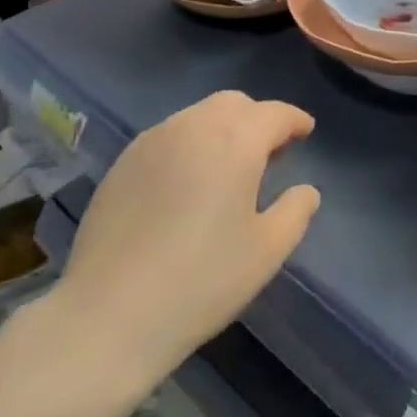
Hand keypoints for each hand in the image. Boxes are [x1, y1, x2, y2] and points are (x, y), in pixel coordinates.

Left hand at [55, 91, 320, 373]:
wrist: (110, 312)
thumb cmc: (201, 281)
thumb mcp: (266, 252)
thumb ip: (295, 212)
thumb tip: (306, 190)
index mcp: (235, 140)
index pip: (274, 113)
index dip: (294, 120)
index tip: (305, 131)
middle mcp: (194, 125)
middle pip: (234, 104)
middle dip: (257, 119)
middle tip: (269, 152)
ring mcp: (153, 139)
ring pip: (198, 115)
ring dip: (221, 129)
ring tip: (227, 168)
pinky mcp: (124, 160)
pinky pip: (168, 135)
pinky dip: (189, 144)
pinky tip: (186, 182)